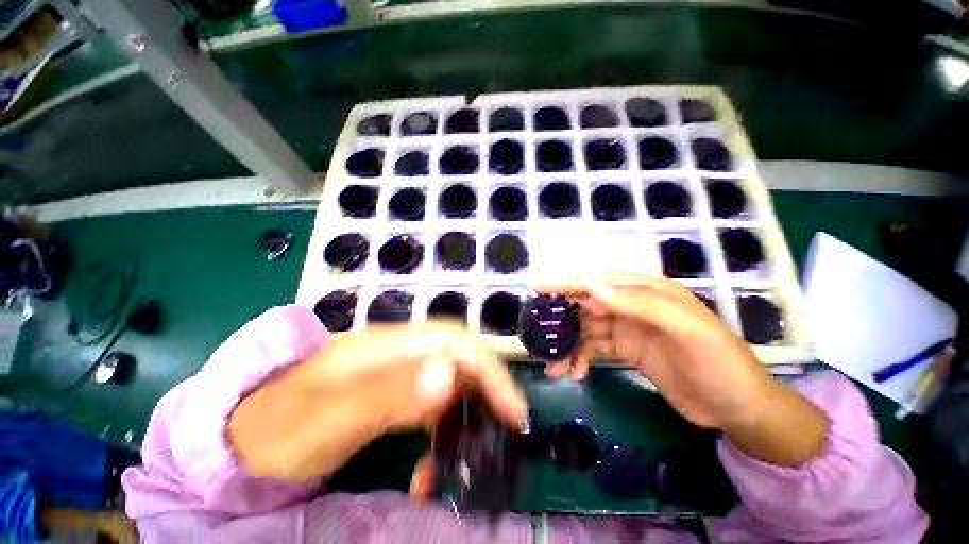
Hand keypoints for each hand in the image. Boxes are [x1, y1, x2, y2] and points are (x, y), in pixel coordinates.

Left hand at [229, 323, 528, 485]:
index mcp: (391, 346)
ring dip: (464, 419)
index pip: (456, 342)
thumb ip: (388, 392)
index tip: (513, 410)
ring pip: (449, 385)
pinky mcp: (392, 395)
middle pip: (459, 360)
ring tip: (461, 462)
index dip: (490, 369)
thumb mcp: (328, 414)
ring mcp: (397, 373)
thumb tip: (448, 375)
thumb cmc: (277, 426)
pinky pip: (431, 408)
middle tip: (503, 435)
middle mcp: (401, 352)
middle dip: (486, 393)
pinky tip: (430, 466)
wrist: (239, 437)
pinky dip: (441, 434)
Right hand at [539, 270, 769, 428]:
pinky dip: (581, 358)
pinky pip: (594, 349)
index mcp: (646, 291)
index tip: (538, 286)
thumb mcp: (687, 329)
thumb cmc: (719, 363)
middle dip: (561, 317)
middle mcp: (631, 305)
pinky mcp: (625, 350)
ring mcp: (627, 328)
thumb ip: (640, 303)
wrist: (738, 408)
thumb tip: (592, 285)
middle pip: (586, 304)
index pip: (598, 280)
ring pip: (586, 330)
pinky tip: (574, 373)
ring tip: (553, 365)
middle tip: (537, 332)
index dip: (567, 281)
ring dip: (568, 345)